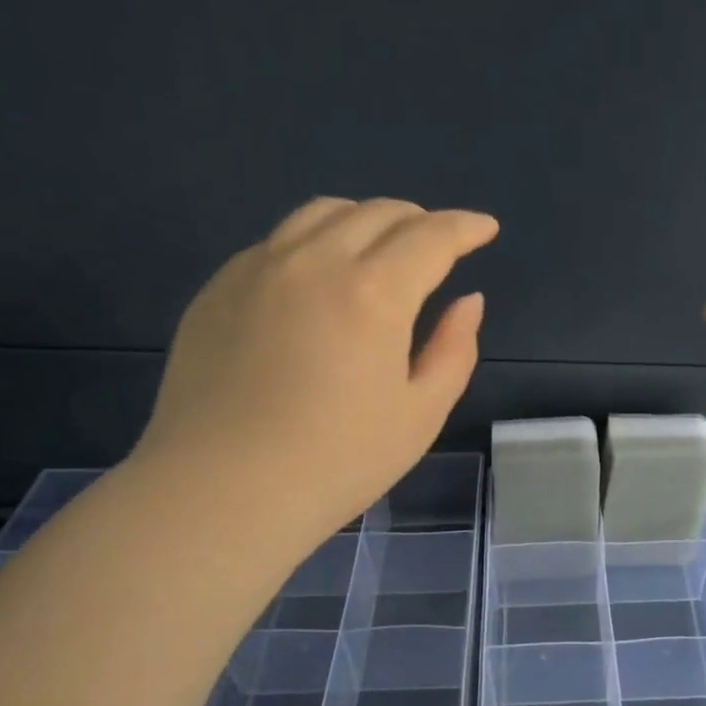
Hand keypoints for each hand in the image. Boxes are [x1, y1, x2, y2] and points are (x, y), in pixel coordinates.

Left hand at [132, 197, 497, 540]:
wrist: (220, 492)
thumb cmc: (336, 462)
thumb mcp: (421, 414)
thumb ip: (454, 349)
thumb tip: (468, 301)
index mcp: (374, 293)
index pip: (432, 236)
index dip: (466, 227)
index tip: (485, 228)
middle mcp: (315, 261)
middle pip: (379, 213)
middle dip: (420, 221)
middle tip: (438, 246)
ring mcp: (259, 268)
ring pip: (324, 213)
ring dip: (367, 220)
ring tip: (381, 249)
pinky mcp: (220, 287)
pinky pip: (279, 240)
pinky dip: (316, 242)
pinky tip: (319, 280)